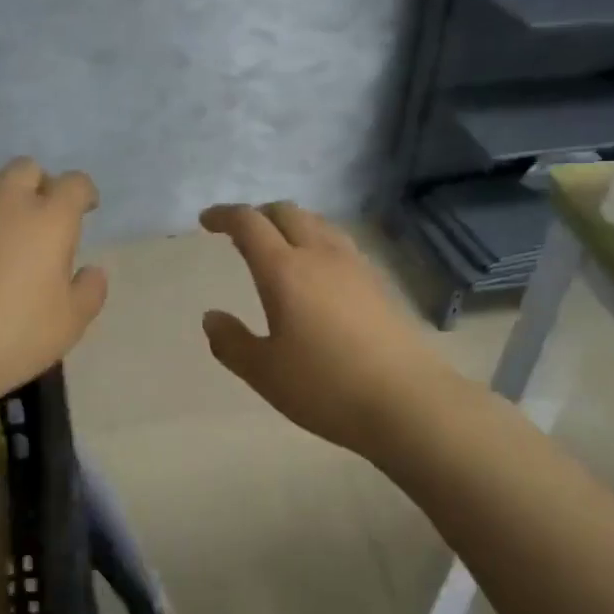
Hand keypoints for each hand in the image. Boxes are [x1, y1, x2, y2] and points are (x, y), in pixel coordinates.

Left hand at [0, 158, 108, 417]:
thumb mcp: (70, 325)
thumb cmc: (12, 339)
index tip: (85, 210)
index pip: (74, 184)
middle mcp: (5, 201)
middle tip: (39, 217)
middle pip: (26, 169)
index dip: (83, 193)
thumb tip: (92, 270)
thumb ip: (90, 291)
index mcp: (49, 220)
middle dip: (39, 185)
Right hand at [200, 202, 457, 458]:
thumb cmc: (325, 386)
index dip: (224, 216)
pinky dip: (316, 241)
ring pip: (317, 223)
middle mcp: (320, 255)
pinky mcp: (378, 282)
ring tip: (277, 247)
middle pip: (286, 212)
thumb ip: (231, 342)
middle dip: (258, 215)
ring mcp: (354, 266)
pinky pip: (339, 243)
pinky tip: (317, 271)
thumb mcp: (264, 372)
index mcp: (285, 270)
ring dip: (290, 224)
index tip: (207, 222)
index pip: (249, 224)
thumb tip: (211, 317)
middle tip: (240, 233)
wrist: (407, 401)